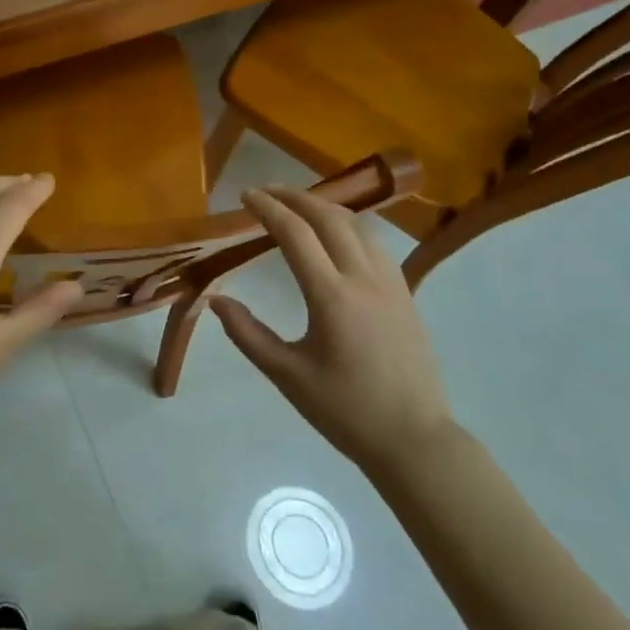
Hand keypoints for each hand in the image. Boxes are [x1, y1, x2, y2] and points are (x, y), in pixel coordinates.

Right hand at [210, 187, 453, 468]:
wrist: (414, 439)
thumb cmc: (345, 410)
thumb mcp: (287, 376)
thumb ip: (247, 334)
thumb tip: (216, 300)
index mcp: (332, 297)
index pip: (295, 234)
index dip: (268, 209)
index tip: (245, 196)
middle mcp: (364, 278)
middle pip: (329, 217)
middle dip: (295, 197)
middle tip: (266, 191)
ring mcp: (391, 283)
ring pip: (357, 226)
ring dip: (324, 207)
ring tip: (297, 206)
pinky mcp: (405, 294)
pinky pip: (374, 243)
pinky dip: (348, 226)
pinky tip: (336, 237)